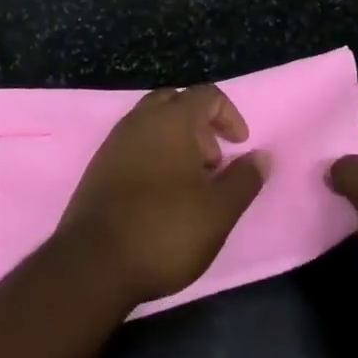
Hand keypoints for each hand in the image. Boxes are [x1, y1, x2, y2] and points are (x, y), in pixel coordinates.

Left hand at [55, 86, 267, 309]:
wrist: (94, 263)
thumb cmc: (165, 230)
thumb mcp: (218, 211)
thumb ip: (244, 180)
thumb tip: (263, 156)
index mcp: (172, 119)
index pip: (207, 94)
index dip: (229, 115)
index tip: (240, 145)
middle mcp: (141, 119)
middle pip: (176, 102)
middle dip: (201, 125)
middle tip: (213, 163)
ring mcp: (116, 140)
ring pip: (153, 122)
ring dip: (177, 140)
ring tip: (190, 182)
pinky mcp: (99, 165)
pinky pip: (134, 143)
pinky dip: (154, 154)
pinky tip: (160, 194)